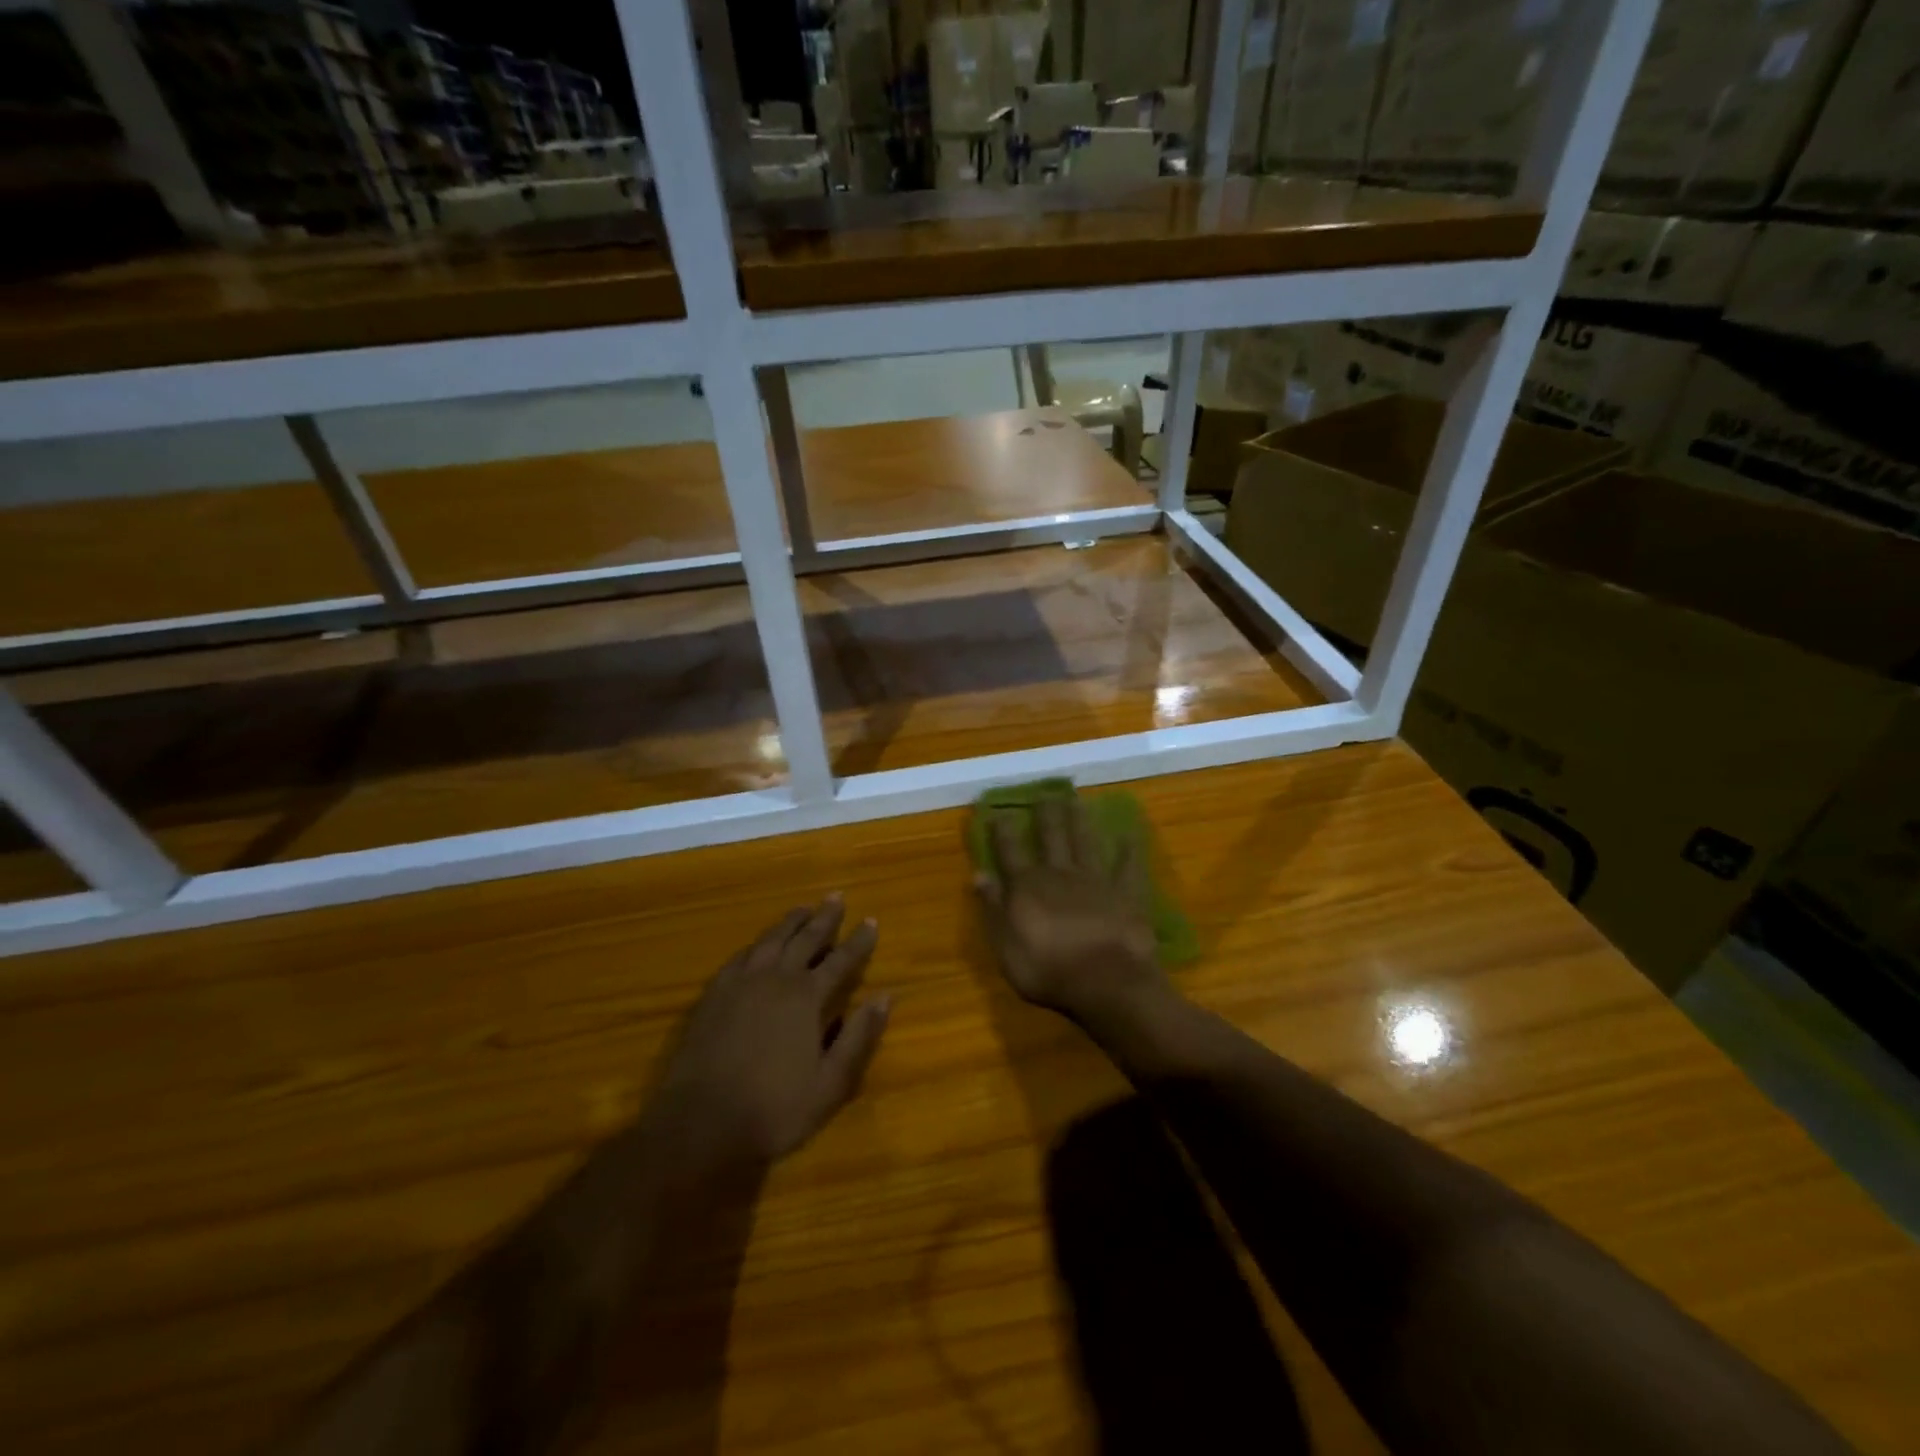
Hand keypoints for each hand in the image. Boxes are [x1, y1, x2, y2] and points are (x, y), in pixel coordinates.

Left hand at [655, 896, 889, 1166]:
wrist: (701, 1122)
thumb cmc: (774, 1108)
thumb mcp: (831, 1083)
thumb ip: (859, 1037)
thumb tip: (885, 997)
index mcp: (807, 997)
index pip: (841, 960)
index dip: (859, 941)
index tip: (872, 920)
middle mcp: (776, 978)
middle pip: (805, 938)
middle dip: (825, 918)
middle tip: (837, 896)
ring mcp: (741, 983)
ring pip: (772, 940)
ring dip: (791, 922)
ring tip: (803, 908)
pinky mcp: (714, 994)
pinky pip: (741, 956)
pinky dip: (757, 943)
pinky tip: (760, 943)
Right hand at [974, 797, 1171, 1025]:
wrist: (1106, 983)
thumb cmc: (1048, 971)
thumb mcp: (1006, 946)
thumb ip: (993, 909)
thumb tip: (979, 874)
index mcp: (1027, 887)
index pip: (1010, 852)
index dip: (1003, 831)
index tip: (999, 810)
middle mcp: (1060, 874)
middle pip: (1051, 837)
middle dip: (1046, 814)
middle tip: (1044, 792)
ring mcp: (1096, 880)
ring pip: (1086, 842)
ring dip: (1080, 821)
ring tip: (1077, 800)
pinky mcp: (1126, 893)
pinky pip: (1128, 866)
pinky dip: (1129, 850)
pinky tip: (1130, 833)